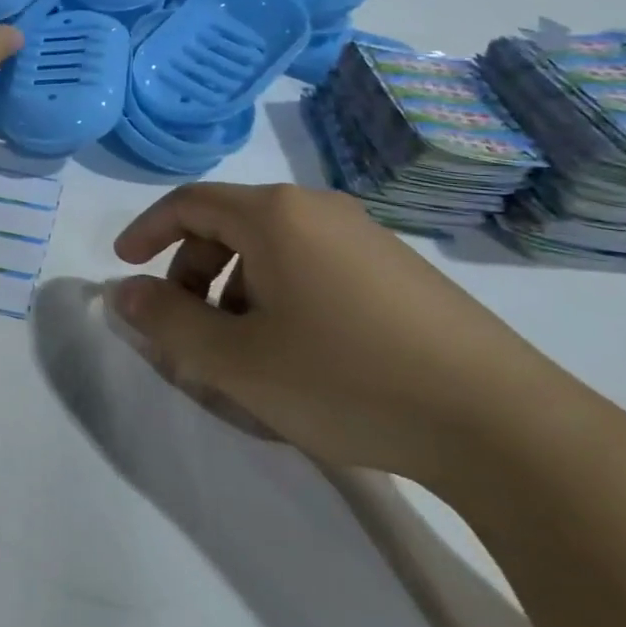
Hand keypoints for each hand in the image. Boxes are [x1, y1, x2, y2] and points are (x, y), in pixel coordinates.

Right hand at [111, 183, 576, 488]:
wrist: (502, 424)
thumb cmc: (347, 379)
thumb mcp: (238, 362)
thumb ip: (167, 323)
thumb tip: (123, 293)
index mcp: (274, 215)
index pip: (189, 202)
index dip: (147, 230)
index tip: (125, 265)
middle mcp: (317, 209)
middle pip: (229, 224)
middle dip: (193, 272)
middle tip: (188, 329)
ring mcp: (364, 235)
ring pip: (272, 249)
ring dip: (236, 290)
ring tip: (243, 353)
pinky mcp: (397, 269)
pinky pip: (312, 266)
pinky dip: (280, 296)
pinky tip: (299, 355)